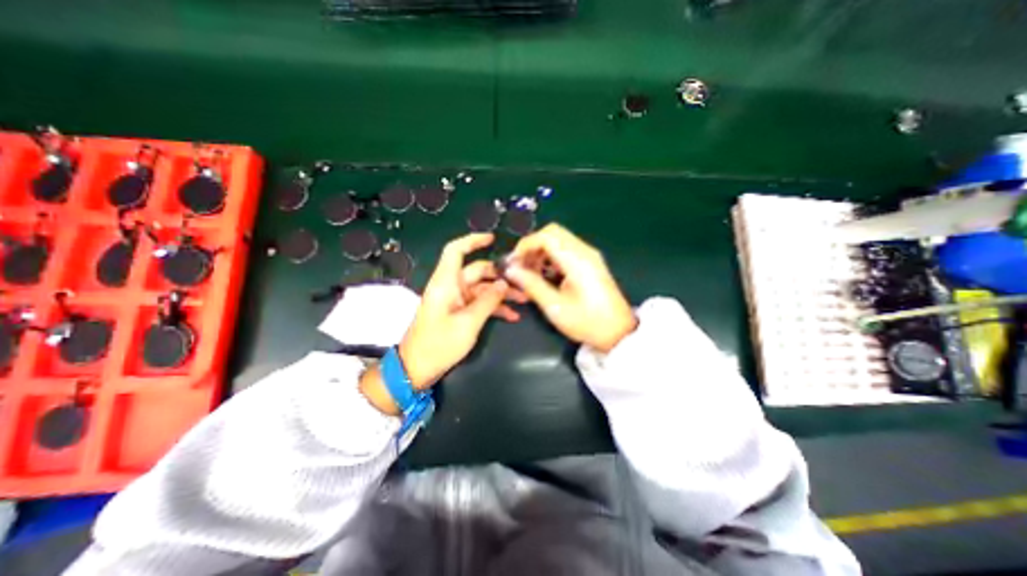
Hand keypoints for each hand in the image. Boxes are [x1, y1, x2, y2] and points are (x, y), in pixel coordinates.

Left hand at [398, 234, 524, 391]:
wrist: (416, 369)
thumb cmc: (439, 344)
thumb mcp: (468, 323)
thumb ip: (488, 301)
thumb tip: (503, 283)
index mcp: (446, 283)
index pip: (456, 251)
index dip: (472, 241)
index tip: (492, 239)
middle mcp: (451, 287)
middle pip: (477, 271)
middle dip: (500, 276)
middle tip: (523, 282)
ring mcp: (455, 300)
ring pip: (482, 289)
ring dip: (501, 293)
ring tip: (524, 300)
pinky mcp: (458, 312)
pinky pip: (479, 304)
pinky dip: (494, 307)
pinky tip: (512, 316)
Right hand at [504, 224, 634, 351]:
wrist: (618, 332)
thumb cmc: (587, 322)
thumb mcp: (555, 306)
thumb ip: (531, 285)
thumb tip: (511, 269)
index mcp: (577, 260)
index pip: (546, 236)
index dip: (525, 245)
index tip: (514, 262)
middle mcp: (584, 251)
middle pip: (552, 233)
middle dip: (532, 246)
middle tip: (521, 266)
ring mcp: (589, 255)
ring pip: (558, 240)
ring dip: (541, 251)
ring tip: (530, 273)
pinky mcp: (590, 262)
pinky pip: (565, 250)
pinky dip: (551, 257)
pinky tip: (545, 275)